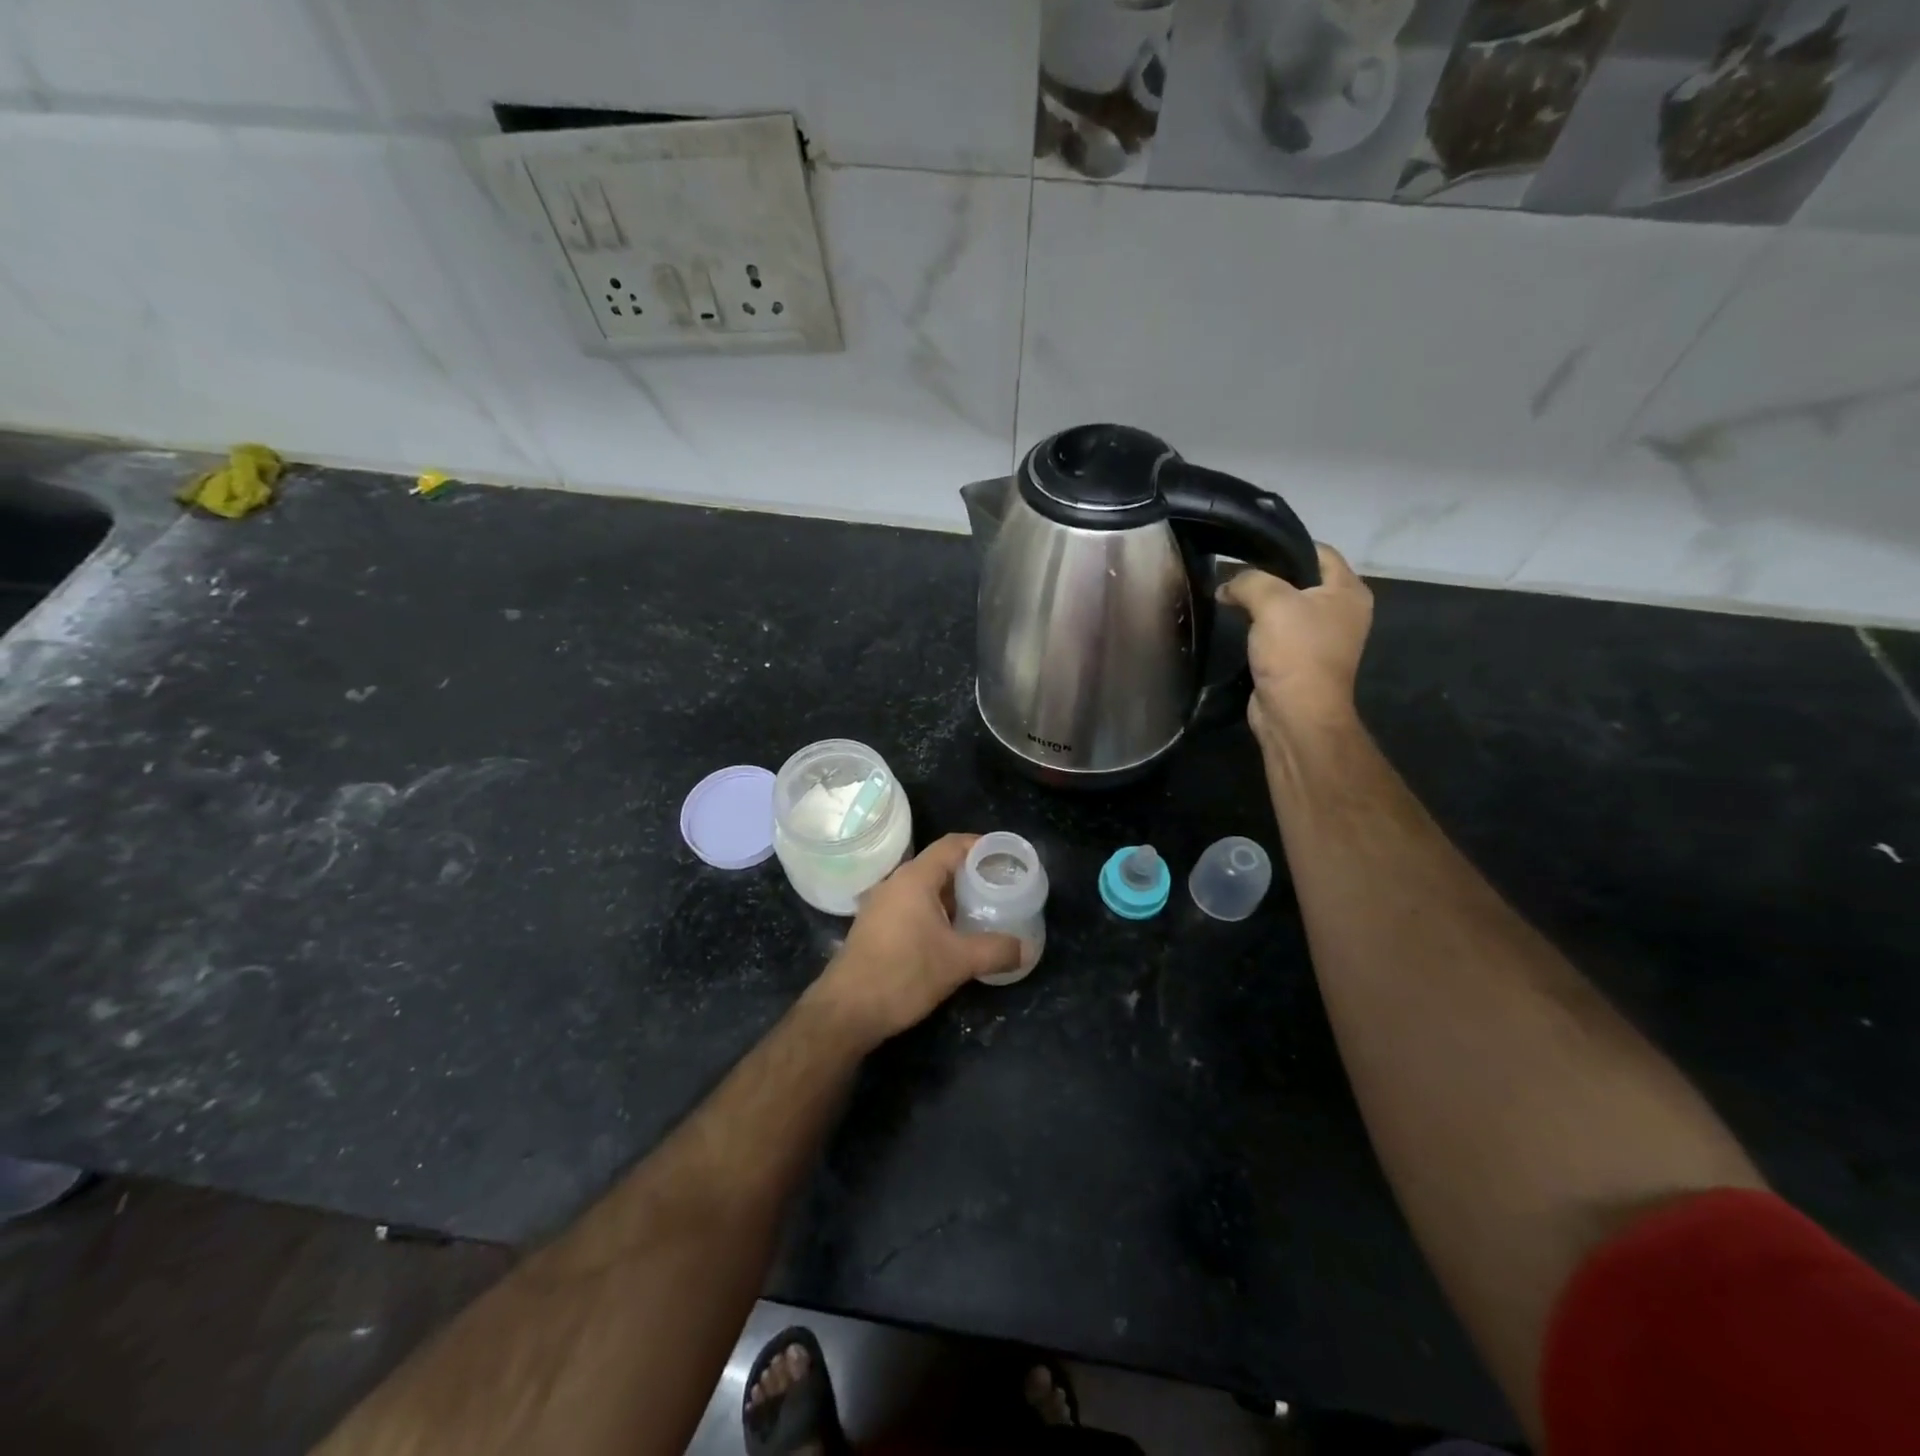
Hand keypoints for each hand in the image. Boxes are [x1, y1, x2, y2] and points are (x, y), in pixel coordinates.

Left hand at [809, 834, 1021, 1047]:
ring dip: (953, 896)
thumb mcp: (957, 962)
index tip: (1005, 856)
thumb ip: (995, 950)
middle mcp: (895, 883)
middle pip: (938, 865)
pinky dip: (935, 912)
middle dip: (970, 874)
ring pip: (924, 888)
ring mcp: (881, 905)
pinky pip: (911, 906)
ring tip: (982, 910)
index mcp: (914, 879)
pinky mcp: (875, 927)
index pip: (951, 845)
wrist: (846, 1011)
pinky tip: (952, 935)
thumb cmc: (903, 974)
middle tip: (1000, 886)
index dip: (980, 845)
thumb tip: (1026, 949)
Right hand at [1219, 542, 1372, 749]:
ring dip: (1261, 603)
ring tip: (1231, 596)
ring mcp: (1322, 637)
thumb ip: (1249, 581)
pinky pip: (1278, 631)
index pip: (1320, 552)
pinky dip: (1259, 626)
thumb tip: (1228, 586)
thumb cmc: (1295, 652)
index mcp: (1349, 591)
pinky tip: (1237, 623)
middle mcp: (1341, 611)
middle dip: (1268, 575)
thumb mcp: (1272, 602)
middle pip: (1301, 579)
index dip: (1286, 547)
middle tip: (1235, 573)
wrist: (1295, 713)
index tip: (1250, 549)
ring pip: (1287, 606)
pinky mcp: (1300, 659)